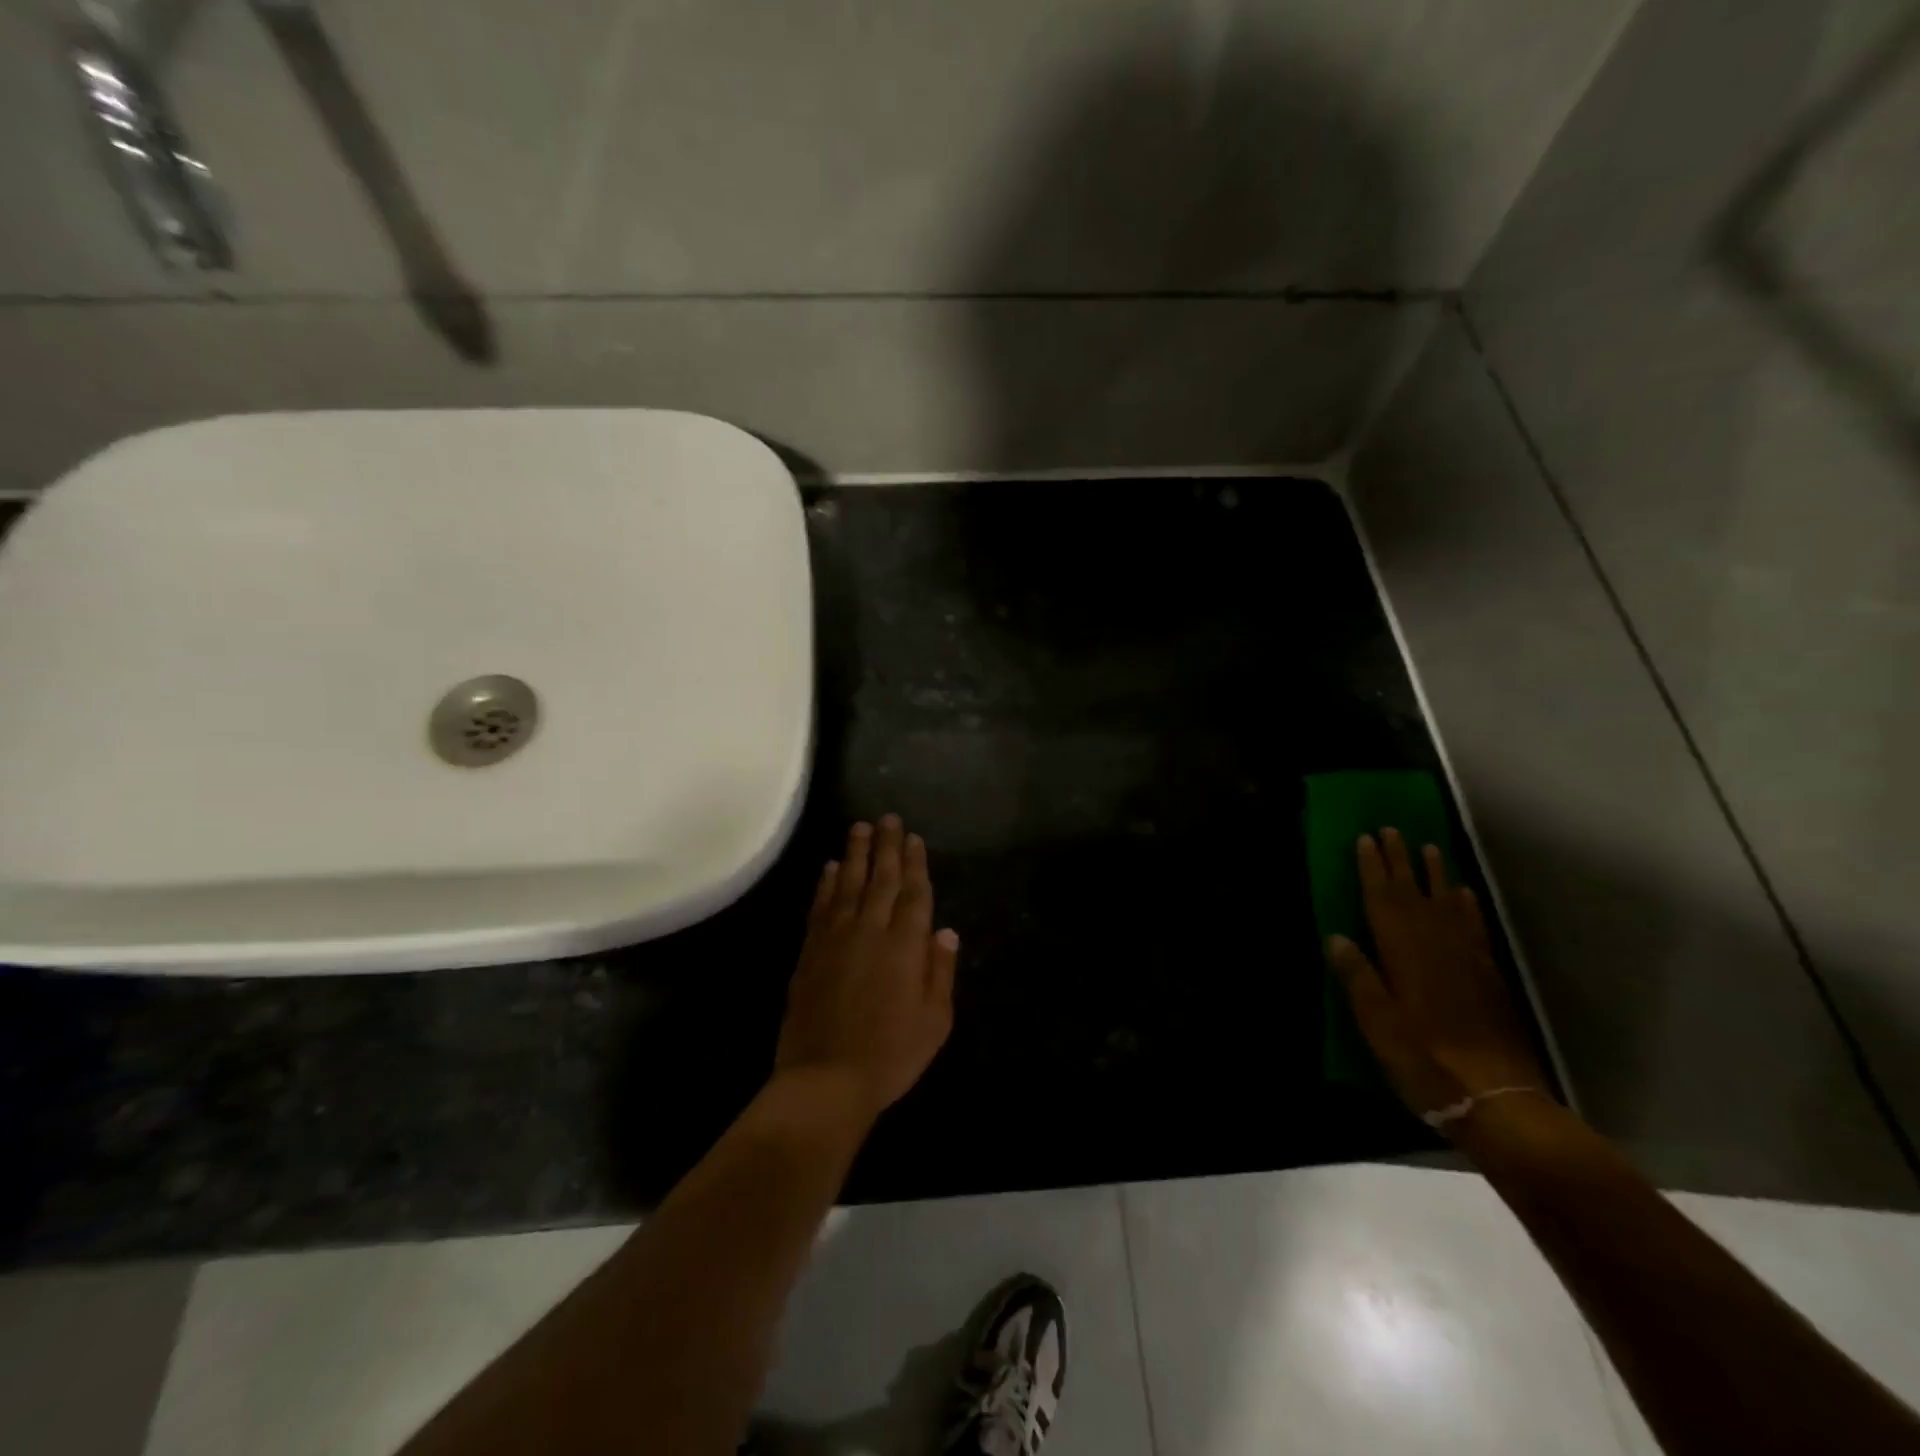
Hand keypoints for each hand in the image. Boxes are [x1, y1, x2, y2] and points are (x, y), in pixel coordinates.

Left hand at [773, 815, 959, 1125]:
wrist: (826, 1078)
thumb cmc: (891, 1054)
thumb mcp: (934, 1020)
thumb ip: (940, 970)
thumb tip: (946, 930)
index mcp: (906, 945)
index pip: (914, 893)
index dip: (915, 863)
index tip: (913, 837)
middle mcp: (871, 930)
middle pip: (881, 878)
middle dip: (886, 846)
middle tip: (888, 818)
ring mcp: (836, 937)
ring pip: (848, 884)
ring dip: (855, 854)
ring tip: (859, 828)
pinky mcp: (810, 951)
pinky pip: (820, 906)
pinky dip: (825, 884)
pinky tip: (828, 868)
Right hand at [1327, 828, 1545, 1123]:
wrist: (1497, 1099)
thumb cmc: (1424, 1060)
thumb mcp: (1377, 1023)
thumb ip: (1358, 978)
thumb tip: (1337, 936)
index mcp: (1403, 953)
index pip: (1383, 900)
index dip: (1372, 868)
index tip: (1364, 838)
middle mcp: (1436, 945)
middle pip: (1414, 893)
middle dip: (1400, 860)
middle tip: (1391, 829)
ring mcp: (1467, 959)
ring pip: (1446, 904)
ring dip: (1434, 874)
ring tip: (1428, 847)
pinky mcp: (1488, 976)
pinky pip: (1473, 927)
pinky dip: (1466, 906)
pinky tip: (1462, 895)